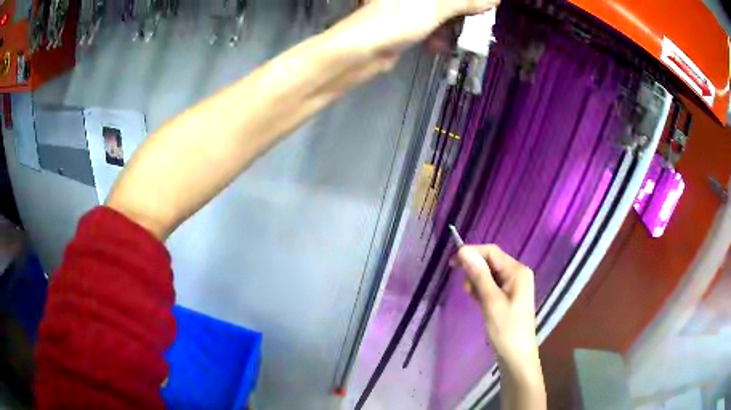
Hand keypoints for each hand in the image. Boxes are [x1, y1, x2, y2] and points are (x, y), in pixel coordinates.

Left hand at [352, 0, 499, 53]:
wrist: (361, 52)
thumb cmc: (395, 22)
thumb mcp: (434, 9)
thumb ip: (464, 2)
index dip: (469, 2)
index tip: (486, 6)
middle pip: (444, 2)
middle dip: (461, 10)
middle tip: (479, 21)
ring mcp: (405, 9)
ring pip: (438, 12)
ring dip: (452, 24)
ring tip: (465, 36)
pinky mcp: (403, 25)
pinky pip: (428, 26)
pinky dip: (437, 34)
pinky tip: (441, 45)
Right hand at [452, 244, 537, 365]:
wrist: (516, 357)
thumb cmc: (506, 330)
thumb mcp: (491, 302)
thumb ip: (479, 275)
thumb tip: (463, 251)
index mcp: (517, 271)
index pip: (491, 252)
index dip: (471, 253)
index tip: (451, 263)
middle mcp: (516, 274)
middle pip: (490, 261)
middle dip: (474, 270)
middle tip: (465, 289)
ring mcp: (513, 286)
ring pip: (488, 274)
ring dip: (476, 282)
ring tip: (474, 299)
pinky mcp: (507, 297)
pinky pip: (490, 286)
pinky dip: (481, 290)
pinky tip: (477, 301)